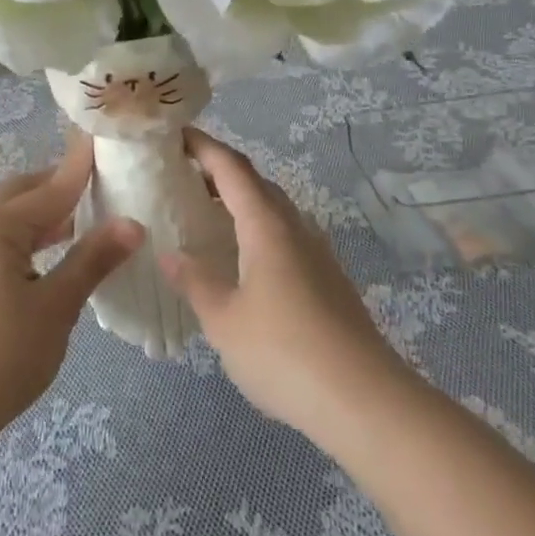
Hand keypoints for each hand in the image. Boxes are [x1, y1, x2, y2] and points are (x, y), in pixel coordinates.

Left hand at [0, 133, 142, 445]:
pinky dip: (21, 239)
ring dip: (38, 216)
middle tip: (95, 184)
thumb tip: (132, 224)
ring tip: (76, 221)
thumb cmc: (2, 356)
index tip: (101, 138)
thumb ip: (92, 260)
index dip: (79, 167)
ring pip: (3, 220)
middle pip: (19, 195)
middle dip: (55, 186)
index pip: (49, 188)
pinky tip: (41, 259)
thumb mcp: (56, 307)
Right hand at [158, 128, 398, 442]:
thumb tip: (170, 254)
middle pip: (256, 183)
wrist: (364, 401)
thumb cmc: (283, 353)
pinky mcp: (329, 280)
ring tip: (206, 214)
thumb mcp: (224, 320)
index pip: (232, 168)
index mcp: (267, 226)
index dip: (204, 146)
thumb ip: (195, 282)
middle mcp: (296, 229)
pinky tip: (242, 259)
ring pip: (275, 210)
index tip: (175, 134)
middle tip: (182, 176)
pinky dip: (257, 230)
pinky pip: (286, 236)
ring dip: (241, 202)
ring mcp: (317, 254)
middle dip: (220, 172)